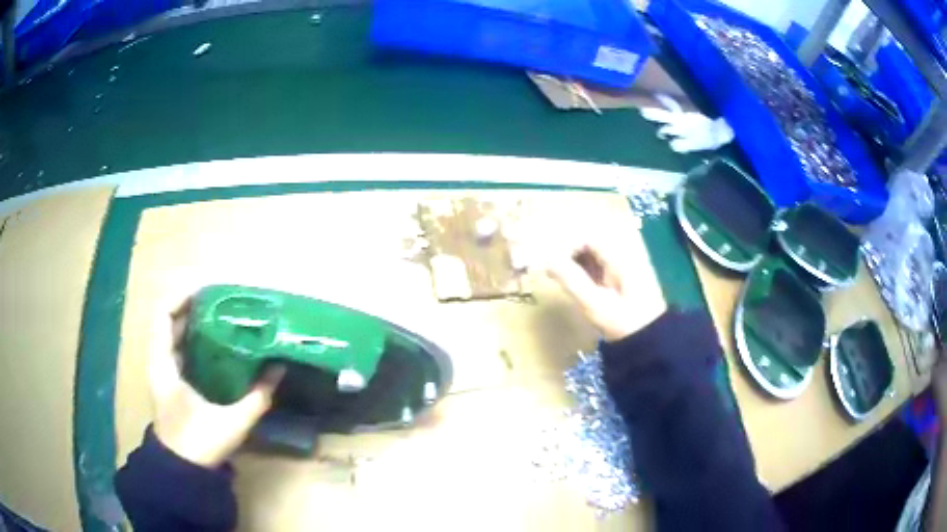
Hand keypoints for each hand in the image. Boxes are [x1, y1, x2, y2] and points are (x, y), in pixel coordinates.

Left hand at [148, 290, 284, 467]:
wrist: (183, 470)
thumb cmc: (200, 444)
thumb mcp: (232, 422)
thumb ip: (257, 397)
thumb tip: (278, 369)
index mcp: (164, 364)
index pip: (164, 315)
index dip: (182, 295)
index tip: (209, 287)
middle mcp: (159, 361)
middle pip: (169, 319)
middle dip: (193, 303)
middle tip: (223, 297)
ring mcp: (163, 371)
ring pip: (174, 333)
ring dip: (194, 319)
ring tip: (222, 312)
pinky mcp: (171, 380)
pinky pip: (179, 347)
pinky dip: (194, 337)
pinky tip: (216, 340)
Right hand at [546, 242, 665, 341]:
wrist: (651, 340)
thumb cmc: (622, 322)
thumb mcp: (593, 303)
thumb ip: (571, 279)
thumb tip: (547, 261)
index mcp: (619, 257)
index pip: (588, 237)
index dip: (568, 247)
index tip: (554, 266)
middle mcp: (624, 255)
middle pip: (592, 243)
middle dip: (571, 255)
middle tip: (554, 274)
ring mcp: (626, 266)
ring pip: (595, 254)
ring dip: (577, 263)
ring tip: (564, 281)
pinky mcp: (626, 277)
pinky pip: (602, 265)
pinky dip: (587, 271)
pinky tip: (580, 286)